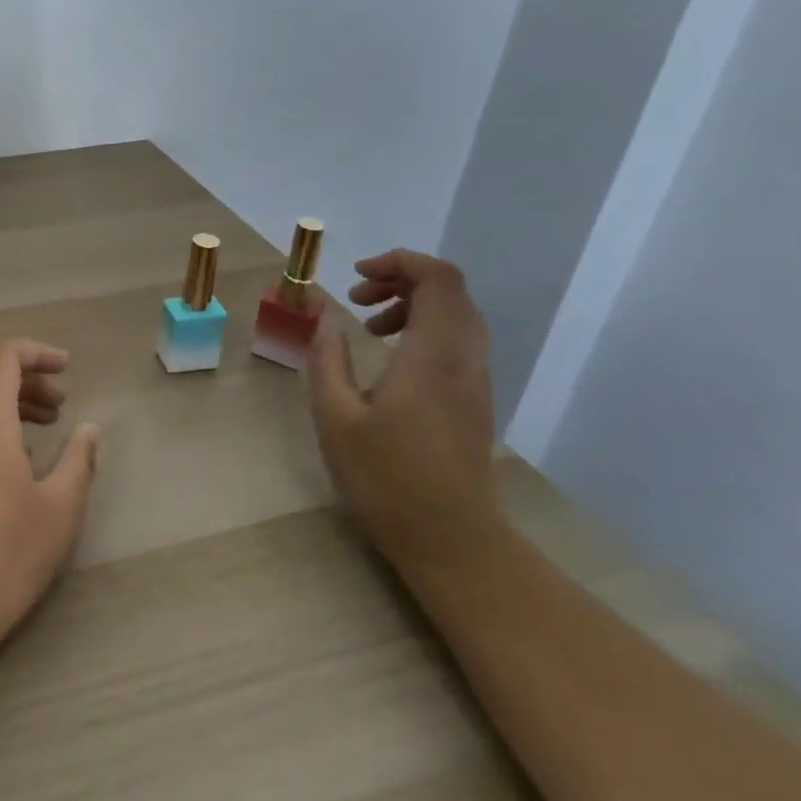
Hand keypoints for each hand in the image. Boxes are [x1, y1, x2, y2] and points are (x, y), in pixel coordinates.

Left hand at [0, 339, 101, 656]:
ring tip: (46, 430)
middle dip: (29, 381)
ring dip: (12, 406)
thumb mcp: (59, 507)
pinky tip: (16, 464)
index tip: (67, 367)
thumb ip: (78, 459)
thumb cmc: (6, 551)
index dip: (36, 351)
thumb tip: (89, 428)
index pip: (4, 356)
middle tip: (61, 406)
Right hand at [305, 250, 500, 571]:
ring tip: (369, 326)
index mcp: (432, 355)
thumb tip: (323, 318)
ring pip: (458, 315)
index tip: (355, 276)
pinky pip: (458, 340)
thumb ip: (327, 359)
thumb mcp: (335, 416)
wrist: (451, 539)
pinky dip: (424, 329)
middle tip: (356, 298)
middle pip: (450, 290)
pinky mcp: (476, 399)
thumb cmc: (386, 478)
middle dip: (401, 279)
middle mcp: (464, 359)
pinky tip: (390, 358)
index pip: (438, 279)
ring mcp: (476, 380)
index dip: (399, 261)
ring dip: (413, 304)